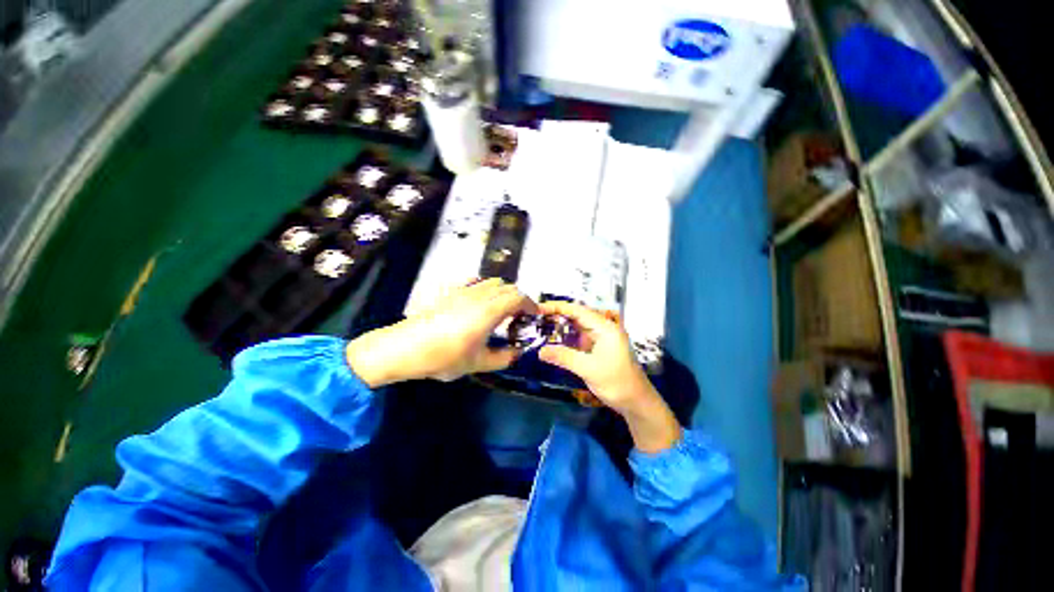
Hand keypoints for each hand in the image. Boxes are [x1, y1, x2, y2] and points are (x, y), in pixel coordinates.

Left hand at [346, 278, 536, 386]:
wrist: (405, 347)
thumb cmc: (444, 357)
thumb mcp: (478, 363)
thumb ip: (503, 358)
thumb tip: (518, 353)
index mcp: (490, 311)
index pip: (518, 297)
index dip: (531, 304)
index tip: (535, 315)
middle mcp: (480, 295)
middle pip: (508, 287)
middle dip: (520, 299)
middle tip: (520, 316)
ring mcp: (464, 291)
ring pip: (492, 282)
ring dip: (504, 292)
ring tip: (503, 310)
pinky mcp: (452, 292)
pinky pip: (476, 282)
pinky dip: (486, 288)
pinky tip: (481, 301)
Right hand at [538, 301, 680, 452]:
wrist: (636, 402)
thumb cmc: (617, 382)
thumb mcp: (588, 369)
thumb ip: (564, 357)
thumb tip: (541, 351)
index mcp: (605, 328)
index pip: (578, 310)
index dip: (558, 307)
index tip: (539, 308)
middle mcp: (603, 329)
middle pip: (577, 316)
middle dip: (557, 315)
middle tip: (536, 317)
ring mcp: (600, 338)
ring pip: (577, 327)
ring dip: (560, 326)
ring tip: (540, 326)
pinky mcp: (598, 348)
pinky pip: (579, 338)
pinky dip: (566, 338)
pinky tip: (554, 341)